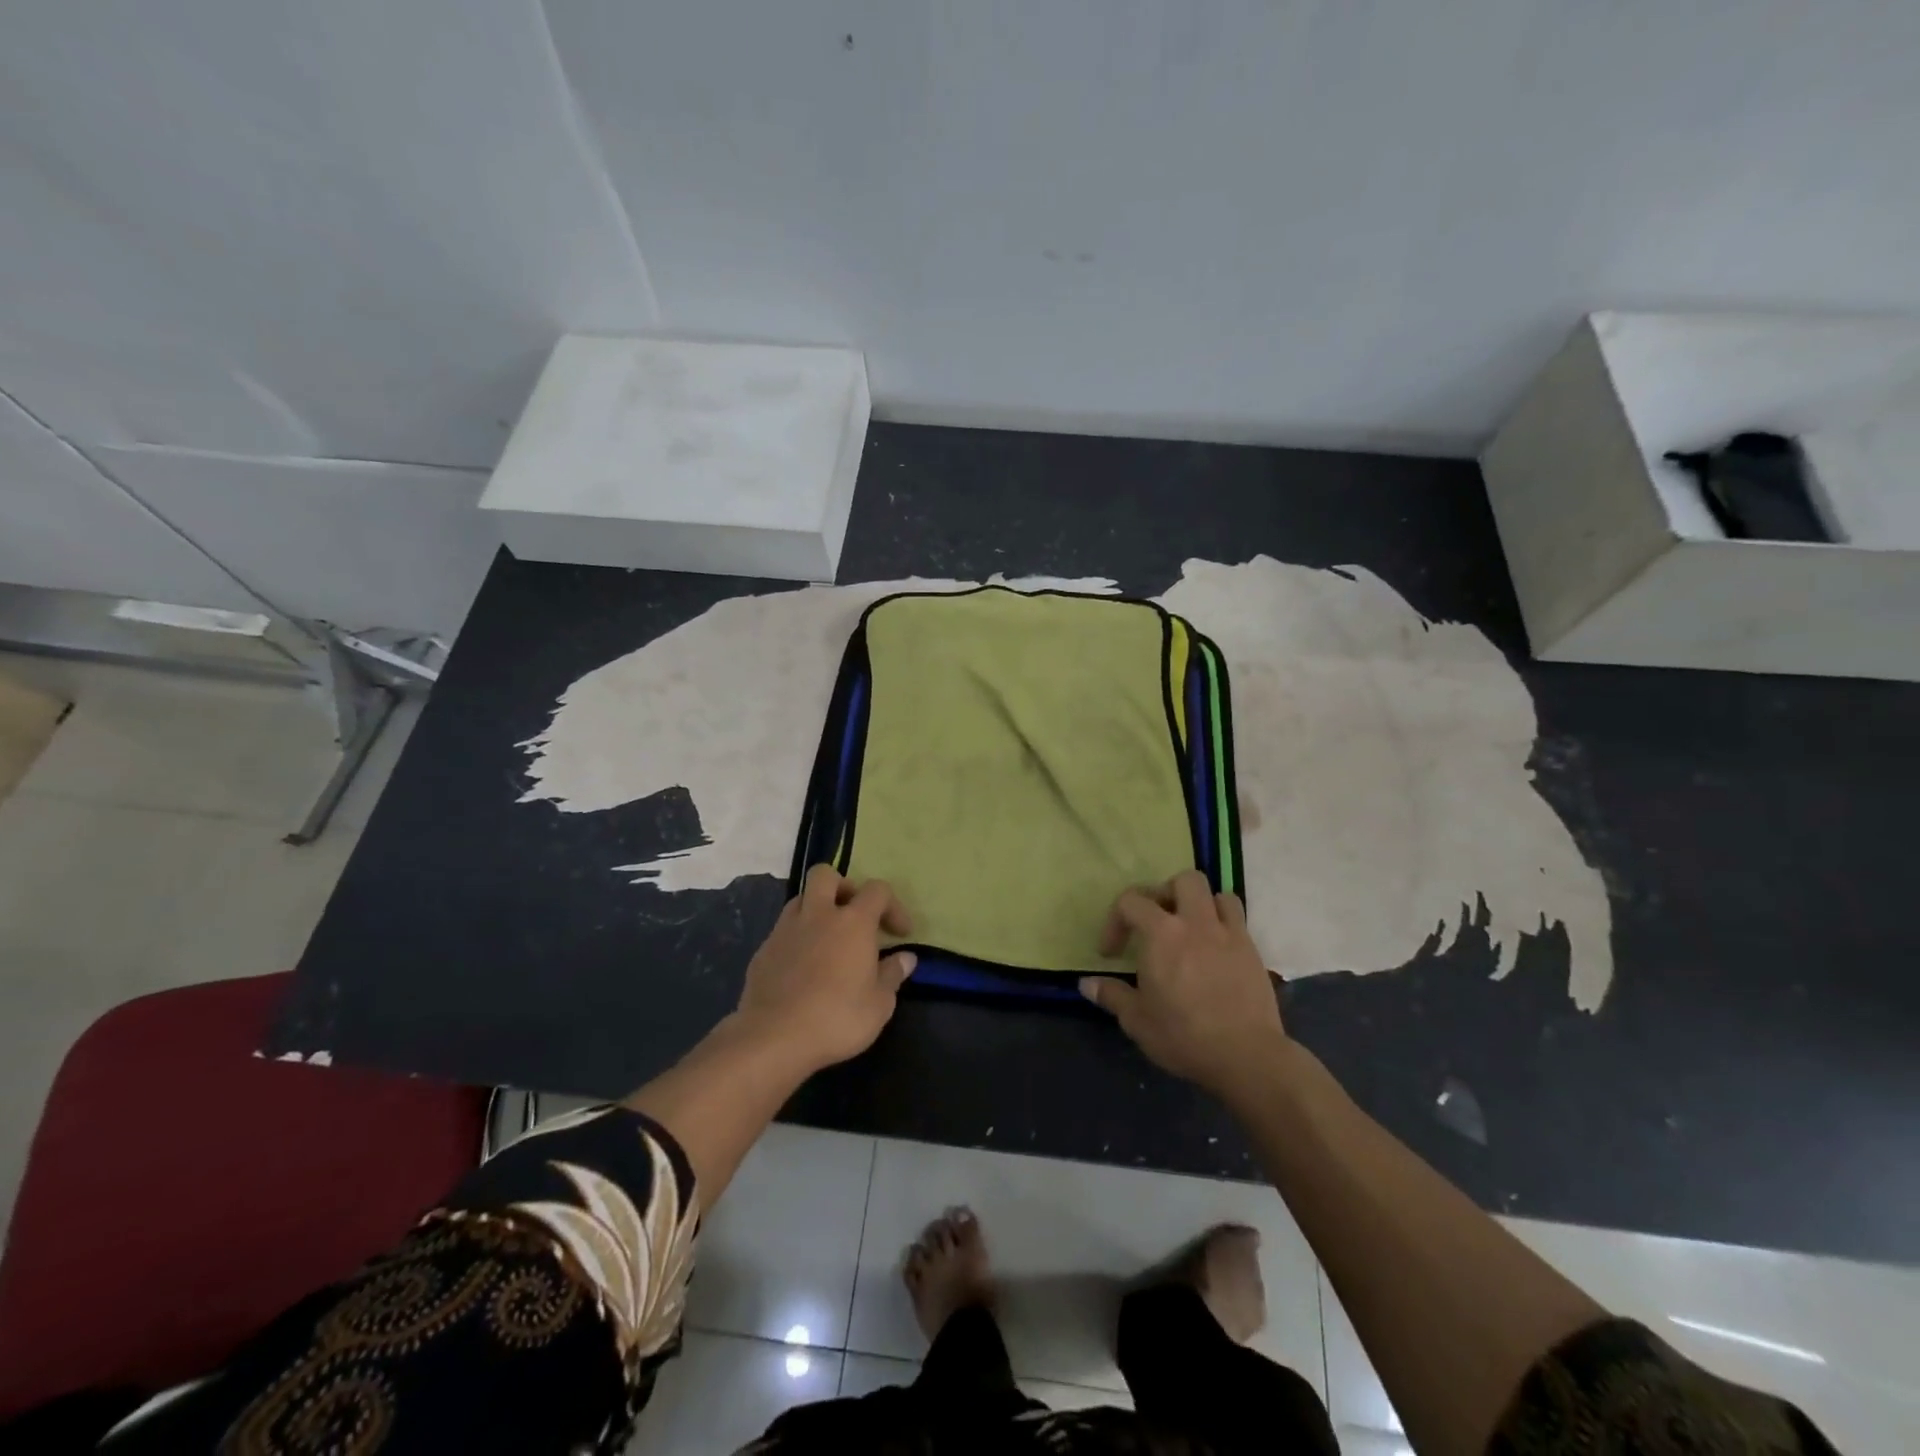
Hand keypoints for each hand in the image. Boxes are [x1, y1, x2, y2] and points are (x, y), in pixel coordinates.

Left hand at [732, 865, 916, 1073]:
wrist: (773, 1038)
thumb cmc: (837, 1018)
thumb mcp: (879, 1005)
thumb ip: (893, 976)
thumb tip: (906, 958)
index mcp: (853, 922)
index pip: (877, 890)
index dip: (893, 905)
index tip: (900, 933)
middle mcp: (818, 915)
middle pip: (826, 875)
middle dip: (843, 887)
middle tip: (854, 916)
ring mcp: (785, 930)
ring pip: (801, 899)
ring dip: (816, 910)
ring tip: (827, 940)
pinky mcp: (763, 950)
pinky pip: (783, 930)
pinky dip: (796, 938)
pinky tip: (802, 967)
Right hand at [1080, 870, 1287, 1096]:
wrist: (1246, 1056)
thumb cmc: (1184, 1036)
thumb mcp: (1137, 1020)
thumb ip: (1111, 995)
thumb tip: (1086, 984)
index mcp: (1162, 933)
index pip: (1131, 901)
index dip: (1115, 921)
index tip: (1111, 953)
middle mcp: (1196, 923)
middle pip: (1183, 881)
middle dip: (1166, 894)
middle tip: (1156, 923)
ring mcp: (1229, 934)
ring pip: (1217, 894)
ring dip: (1201, 905)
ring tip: (1190, 930)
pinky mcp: (1253, 952)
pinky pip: (1238, 920)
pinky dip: (1224, 924)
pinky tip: (1215, 951)